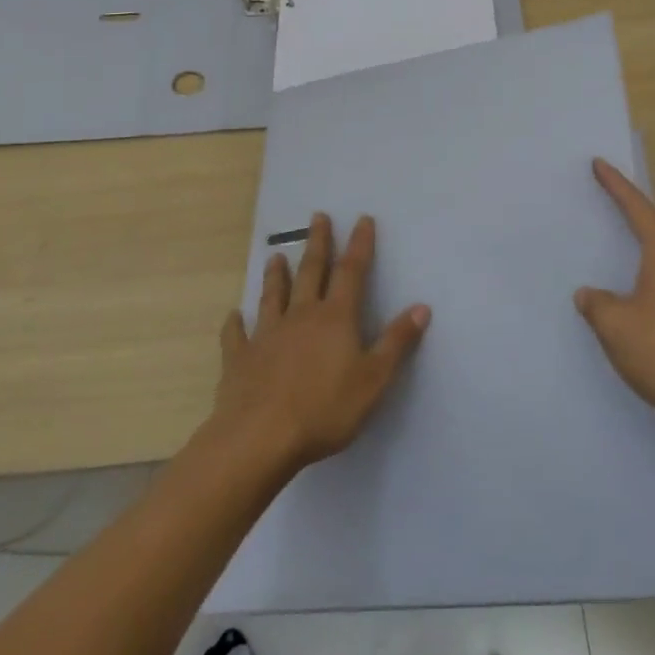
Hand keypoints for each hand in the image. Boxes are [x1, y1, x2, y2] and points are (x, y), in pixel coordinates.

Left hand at [214, 213, 429, 473]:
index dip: (359, 245)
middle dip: (318, 243)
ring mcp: (266, 335)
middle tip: (317, 217)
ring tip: (275, 255)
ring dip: (276, 275)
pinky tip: (233, 316)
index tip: (362, 219)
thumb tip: (422, 307)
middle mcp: (300, 316)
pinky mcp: (239, 359)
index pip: (351, 272)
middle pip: (311, 273)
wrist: (259, 438)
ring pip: (273, 296)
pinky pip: (236, 336)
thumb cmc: (324, 409)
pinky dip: (235, 324)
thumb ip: (397, 342)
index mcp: (335, 318)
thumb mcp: (374, 379)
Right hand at [577, 159, 654, 437]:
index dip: (617, 186)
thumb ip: (597, 304)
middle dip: (630, 212)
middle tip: (606, 197)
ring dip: (640, 248)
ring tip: (616, 245)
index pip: (638, 209)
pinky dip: (647, 279)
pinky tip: (634, 298)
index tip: (599, 163)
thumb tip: (590, 294)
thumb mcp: (617, 327)